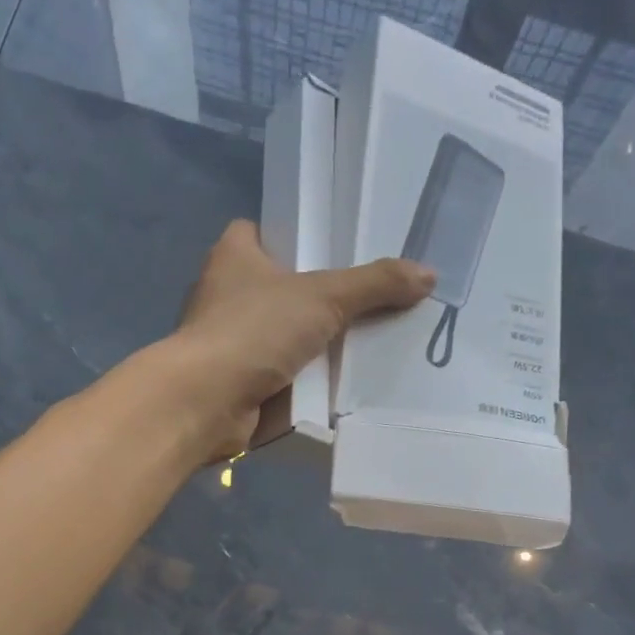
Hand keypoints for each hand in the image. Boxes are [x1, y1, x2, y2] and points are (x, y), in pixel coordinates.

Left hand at [164, 221, 433, 460]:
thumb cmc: (253, 331)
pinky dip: (306, 380)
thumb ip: (374, 285)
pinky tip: (345, 383)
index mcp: (234, 256)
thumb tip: (428, 274)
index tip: (336, 248)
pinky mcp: (238, 384)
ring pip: (283, 335)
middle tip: (372, 298)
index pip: (263, 231)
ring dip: (316, 343)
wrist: (206, 403)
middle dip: (319, 296)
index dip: (296, 236)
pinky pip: (282, 374)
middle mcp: (225, 295)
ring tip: (372, 340)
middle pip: (281, 287)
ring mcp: (230, 343)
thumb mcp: (322, 298)